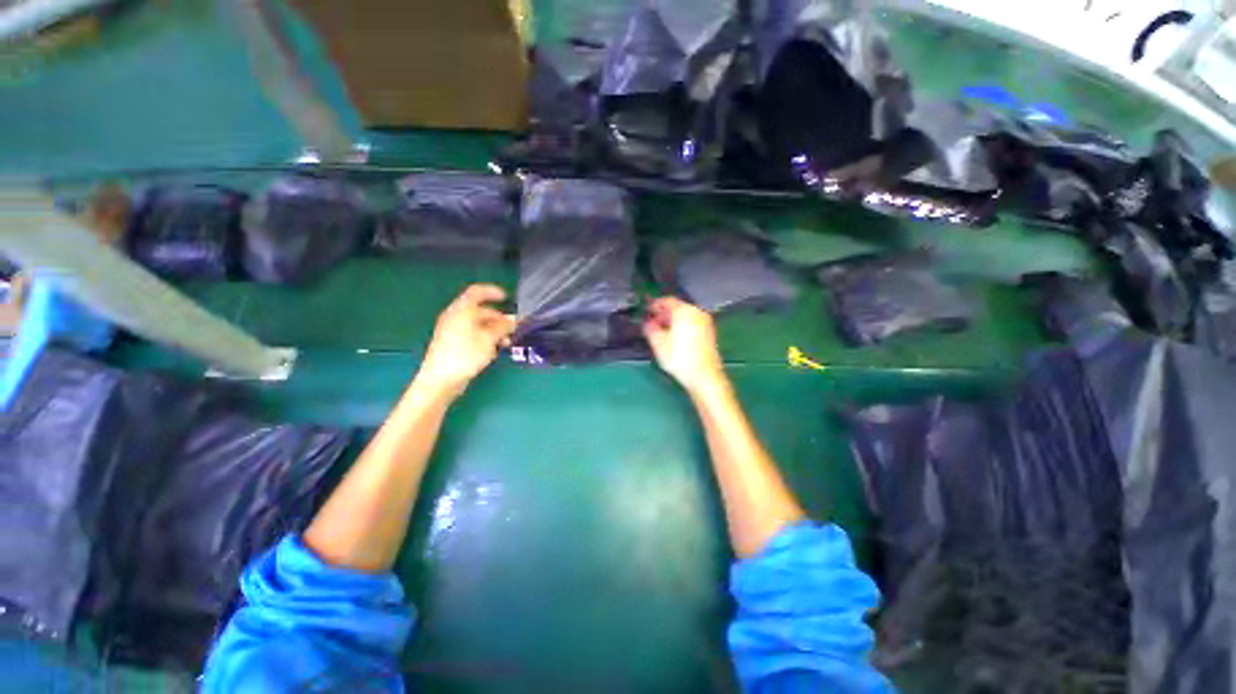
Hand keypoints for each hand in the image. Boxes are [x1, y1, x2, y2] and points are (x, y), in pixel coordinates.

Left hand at [416, 284, 515, 398]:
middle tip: (512, 329)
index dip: (492, 292)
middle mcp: (455, 317)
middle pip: (480, 311)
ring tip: (505, 343)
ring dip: (494, 331)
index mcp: (461, 310)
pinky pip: (472, 335)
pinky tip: (493, 351)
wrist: (441, 380)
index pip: (477, 292)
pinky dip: (485, 338)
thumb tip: (515, 319)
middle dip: (498, 318)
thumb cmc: (465, 354)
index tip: (507, 298)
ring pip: (477, 325)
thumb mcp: (489, 339)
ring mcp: (452, 331)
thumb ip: (503, 326)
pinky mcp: (452, 344)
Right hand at [644, 297, 725, 394]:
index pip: (667, 301)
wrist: (704, 376)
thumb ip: (650, 329)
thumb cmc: (680, 358)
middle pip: (677, 307)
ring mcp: (705, 322)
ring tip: (663, 332)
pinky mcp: (709, 333)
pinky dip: (682, 326)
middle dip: (664, 314)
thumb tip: (647, 323)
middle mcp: (697, 312)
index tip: (647, 311)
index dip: (655, 305)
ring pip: (685, 316)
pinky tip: (676, 338)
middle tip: (653, 323)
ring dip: (673, 321)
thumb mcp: (658, 343)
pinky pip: (692, 323)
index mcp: (684, 310)